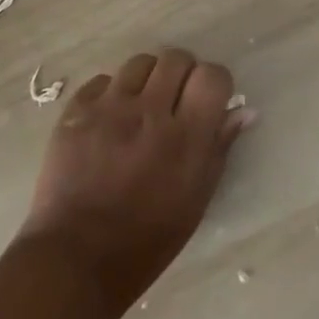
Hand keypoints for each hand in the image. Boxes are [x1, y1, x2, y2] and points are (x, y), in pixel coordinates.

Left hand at [17, 49, 250, 317]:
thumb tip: (243, 110)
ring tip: (142, 106)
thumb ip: (219, 148)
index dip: (215, 83)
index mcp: (186, 137)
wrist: (75, 260)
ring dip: (148, 79)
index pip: (212, 76)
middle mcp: (149, 112)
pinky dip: (112, 93)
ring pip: (139, 62)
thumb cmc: (147, 240)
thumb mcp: (196, 199)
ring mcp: (109, 109)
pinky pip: (102, 81)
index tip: (209, 101)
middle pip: (176, 58)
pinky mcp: (75, 113)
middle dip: (182, 74)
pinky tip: (110, 119)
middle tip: (176, 101)